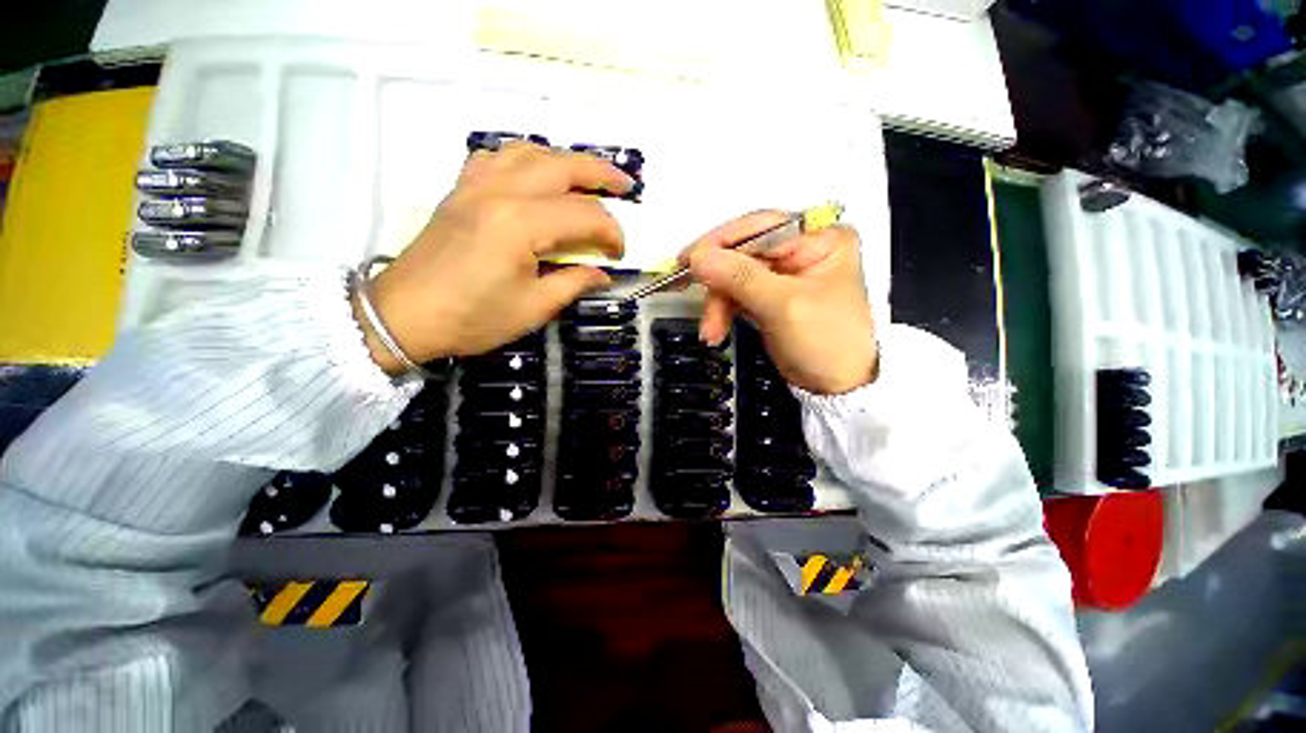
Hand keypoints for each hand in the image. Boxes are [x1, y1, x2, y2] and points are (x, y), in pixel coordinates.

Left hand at [355, 143, 634, 371]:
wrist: (404, 316)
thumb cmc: (472, 318)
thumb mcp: (533, 308)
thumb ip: (573, 283)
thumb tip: (602, 274)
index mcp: (520, 225)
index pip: (583, 215)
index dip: (611, 232)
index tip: (620, 253)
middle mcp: (500, 192)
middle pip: (561, 167)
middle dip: (601, 174)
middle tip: (626, 186)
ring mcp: (476, 186)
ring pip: (529, 152)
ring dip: (565, 160)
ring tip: (587, 176)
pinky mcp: (460, 190)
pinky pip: (496, 157)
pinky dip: (524, 158)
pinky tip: (534, 173)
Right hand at [683, 212, 877, 394]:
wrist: (835, 387)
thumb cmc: (825, 342)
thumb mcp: (784, 306)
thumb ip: (740, 277)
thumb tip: (698, 256)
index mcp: (819, 238)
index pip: (761, 227)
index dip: (721, 243)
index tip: (689, 260)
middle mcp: (801, 248)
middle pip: (743, 252)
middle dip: (718, 283)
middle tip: (696, 303)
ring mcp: (783, 272)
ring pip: (733, 275)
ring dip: (717, 303)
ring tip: (710, 331)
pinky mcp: (769, 294)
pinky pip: (735, 293)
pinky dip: (722, 311)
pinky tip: (716, 329)